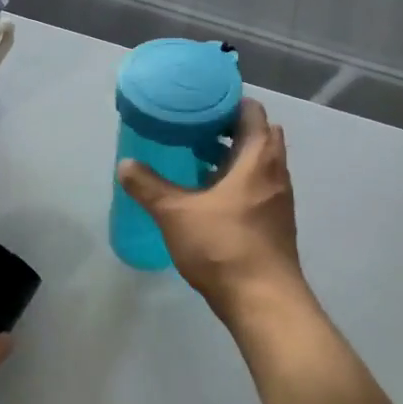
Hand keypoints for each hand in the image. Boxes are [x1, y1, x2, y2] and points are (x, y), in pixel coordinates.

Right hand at [118, 98, 305, 317]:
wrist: (263, 301)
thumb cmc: (224, 246)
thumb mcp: (176, 213)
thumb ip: (148, 186)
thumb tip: (125, 164)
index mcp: (258, 158)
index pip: (252, 112)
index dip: (228, 102)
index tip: (198, 102)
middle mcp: (275, 173)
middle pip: (258, 136)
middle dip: (228, 129)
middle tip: (193, 129)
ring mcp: (277, 200)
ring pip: (257, 164)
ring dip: (231, 157)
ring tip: (193, 159)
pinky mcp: (273, 223)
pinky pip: (256, 187)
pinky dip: (235, 182)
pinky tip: (206, 197)